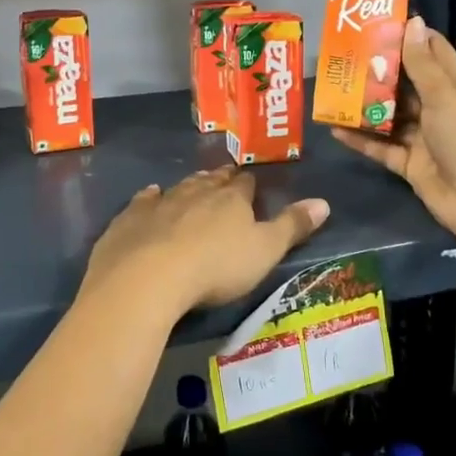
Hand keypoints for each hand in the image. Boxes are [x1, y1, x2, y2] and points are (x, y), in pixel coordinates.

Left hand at [80, 168, 329, 325]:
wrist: (148, 277)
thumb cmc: (215, 266)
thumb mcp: (265, 251)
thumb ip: (293, 226)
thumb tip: (324, 201)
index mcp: (231, 199)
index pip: (245, 184)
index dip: (249, 184)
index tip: (251, 184)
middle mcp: (195, 192)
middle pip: (211, 181)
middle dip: (219, 180)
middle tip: (224, 178)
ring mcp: (160, 202)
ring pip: (179, 187)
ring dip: (188, 186)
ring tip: (194, 185)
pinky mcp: (131, 218)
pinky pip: (144, 200)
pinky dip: (150, 197)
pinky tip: (151, 194)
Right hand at [330, 15, 455, 253]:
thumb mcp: (444, 96)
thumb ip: (422, 63)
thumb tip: (413, 21)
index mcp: (453, 86)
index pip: (431, 51)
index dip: (408, 36)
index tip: (376, 22)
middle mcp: (436, 107)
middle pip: (403, 83)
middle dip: (376, 70)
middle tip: (342, 55)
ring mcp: (421, 137)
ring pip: (388, 116)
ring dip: (363, 106)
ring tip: (332, 90)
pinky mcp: (408, 163)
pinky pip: (379, 147)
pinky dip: (359, 139)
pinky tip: (333, 129)